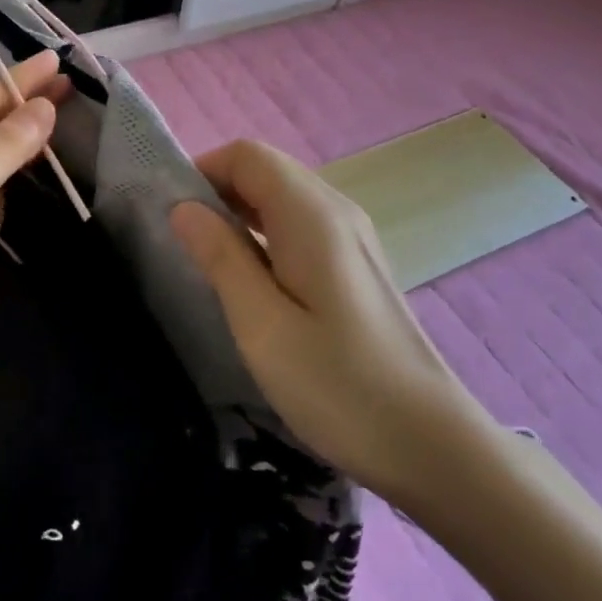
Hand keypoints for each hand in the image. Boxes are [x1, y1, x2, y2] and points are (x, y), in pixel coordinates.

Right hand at [170, 140, 493, 495]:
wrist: (431, 445)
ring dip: (239, 213)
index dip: (203, 170)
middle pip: (267, 171)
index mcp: (312, 216)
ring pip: (283, 198)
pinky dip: (264, 234)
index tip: (170, 214)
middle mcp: (337, 212)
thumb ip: (221, 256)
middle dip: (217, 190)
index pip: (248, 155)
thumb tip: (183, 207)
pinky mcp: (357, 267)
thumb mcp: (262, 325)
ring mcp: (353, 238)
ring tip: (207, 259)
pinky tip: (250, 279)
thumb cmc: (338, 385)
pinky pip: (300, 226)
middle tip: (181, 240)